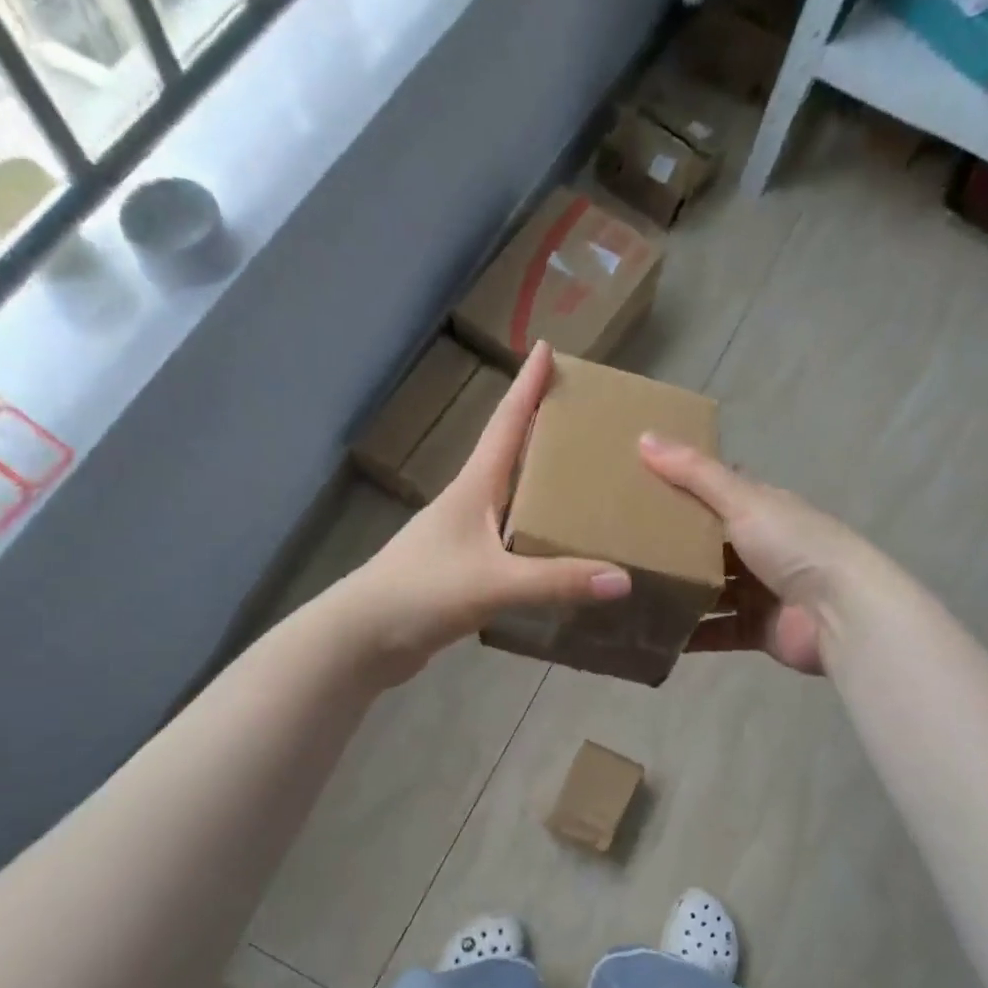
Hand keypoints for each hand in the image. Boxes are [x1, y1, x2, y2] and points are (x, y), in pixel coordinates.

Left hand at [341, 343, 629, 681]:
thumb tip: (623, 578)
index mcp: (473, 488)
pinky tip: (558, 549)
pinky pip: (510, 542)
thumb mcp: (493, 583)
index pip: (505, 425)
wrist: (363, 638)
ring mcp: (462, 537)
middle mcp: (468, 504)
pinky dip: (536, 536)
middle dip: (541, 431)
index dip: (526, 387)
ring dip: (541, 486)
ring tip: (584, 481)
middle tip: (584, 417)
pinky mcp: (462, 570)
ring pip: (511, 501)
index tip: (547, 348)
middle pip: (510, 456)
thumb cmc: (421, 592)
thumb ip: (556, 581)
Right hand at [639, 435, 873, 675]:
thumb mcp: (742, 501)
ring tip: (631, 590)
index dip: (686, 486)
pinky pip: (717, 631)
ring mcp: (762, 591)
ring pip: (712, 589)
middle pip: (712, 543)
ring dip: (680, 591)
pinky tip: (654, 633)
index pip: (722, 491)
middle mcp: (764, 547)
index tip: (642, 484)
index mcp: (765, 509)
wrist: (841, 613)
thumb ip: (695, 473)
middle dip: (675, 544)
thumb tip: (643, 436)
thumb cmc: (794, 546)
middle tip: (624, 544)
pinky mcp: (759, 629)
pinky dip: (692, 634)